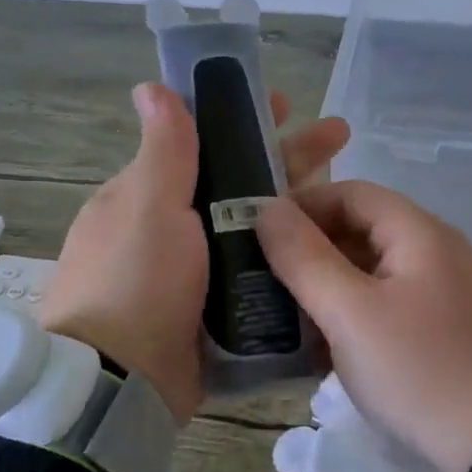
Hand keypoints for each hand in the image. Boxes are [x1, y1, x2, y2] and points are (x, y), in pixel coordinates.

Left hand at [39, 83, 348, 420]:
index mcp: (146, 198)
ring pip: (251, 231)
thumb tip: (150, 87)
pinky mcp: (212, 316)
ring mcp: (192, 277)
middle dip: (287, 159)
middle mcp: (168, 232)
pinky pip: (254, 277)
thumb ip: (163, 150)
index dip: (245, 121)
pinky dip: (285, 260)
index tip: (289, 107)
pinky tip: (328, 251)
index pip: (202, 145)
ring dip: (295, 211)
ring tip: (350, 195)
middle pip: (236, 185)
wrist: (120, 383)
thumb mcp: (148, 205)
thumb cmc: (135, 280)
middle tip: (341, 139)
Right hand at [256, 181, 471, 471]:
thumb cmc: (422, 370)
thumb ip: (305, 258)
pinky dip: (352, 320)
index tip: (258, 236)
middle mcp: (435, 253)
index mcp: (418, 233)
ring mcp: (444, 295)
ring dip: (326, 291)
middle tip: (264, 284)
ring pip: (370, 275)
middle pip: (360, 232)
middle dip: (309, 253)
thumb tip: (267, 209)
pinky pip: (387, 309)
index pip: (350, 193)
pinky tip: (324, 353)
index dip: (301, 206)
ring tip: (286, 322)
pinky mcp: (445, 333)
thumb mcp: (351, 313)